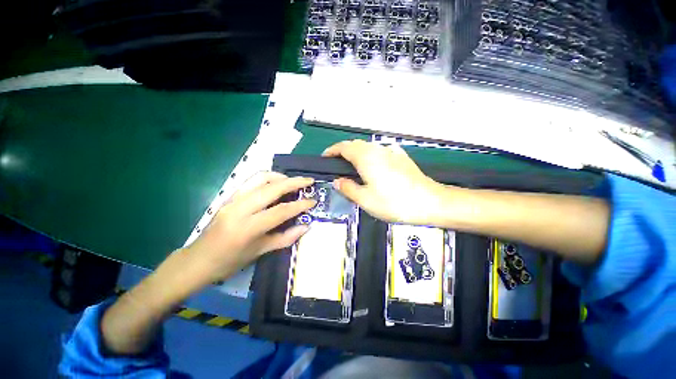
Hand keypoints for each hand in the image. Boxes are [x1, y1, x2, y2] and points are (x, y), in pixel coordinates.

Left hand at [186, 172, 315, 283]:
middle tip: (309, 181)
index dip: (301, 205)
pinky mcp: (229, 196)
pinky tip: (276, 184)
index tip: (313, 201)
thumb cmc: (230, 261)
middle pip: (272, 187)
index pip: (281, 211)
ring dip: (280, 176)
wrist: (197, 260)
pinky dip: (268, 178)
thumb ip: (285, 238)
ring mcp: (232, 199)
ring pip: (260, 177)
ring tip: (293, 181)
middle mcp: (240, 208)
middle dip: (294, 182)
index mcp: (248, 227)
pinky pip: (251, 181)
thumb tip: (306, 227)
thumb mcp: (260, 252)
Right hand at [323, 140, 447, 224]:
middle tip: (336, 165)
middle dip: (343, 151)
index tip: (325, 158)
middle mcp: (377, 150)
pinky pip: (380, 151)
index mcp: (366, 157)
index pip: (343, 147)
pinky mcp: (400, 157)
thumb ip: (348, 188)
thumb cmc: (394, 202)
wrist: (429, 202)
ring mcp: (391, 151)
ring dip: (356, 153)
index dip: (332, 151)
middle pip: (355, 145)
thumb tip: (338, 181)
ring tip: (352, 167)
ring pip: (368, 147)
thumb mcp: (365, 199)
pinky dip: (370, 156)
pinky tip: (373, 167)